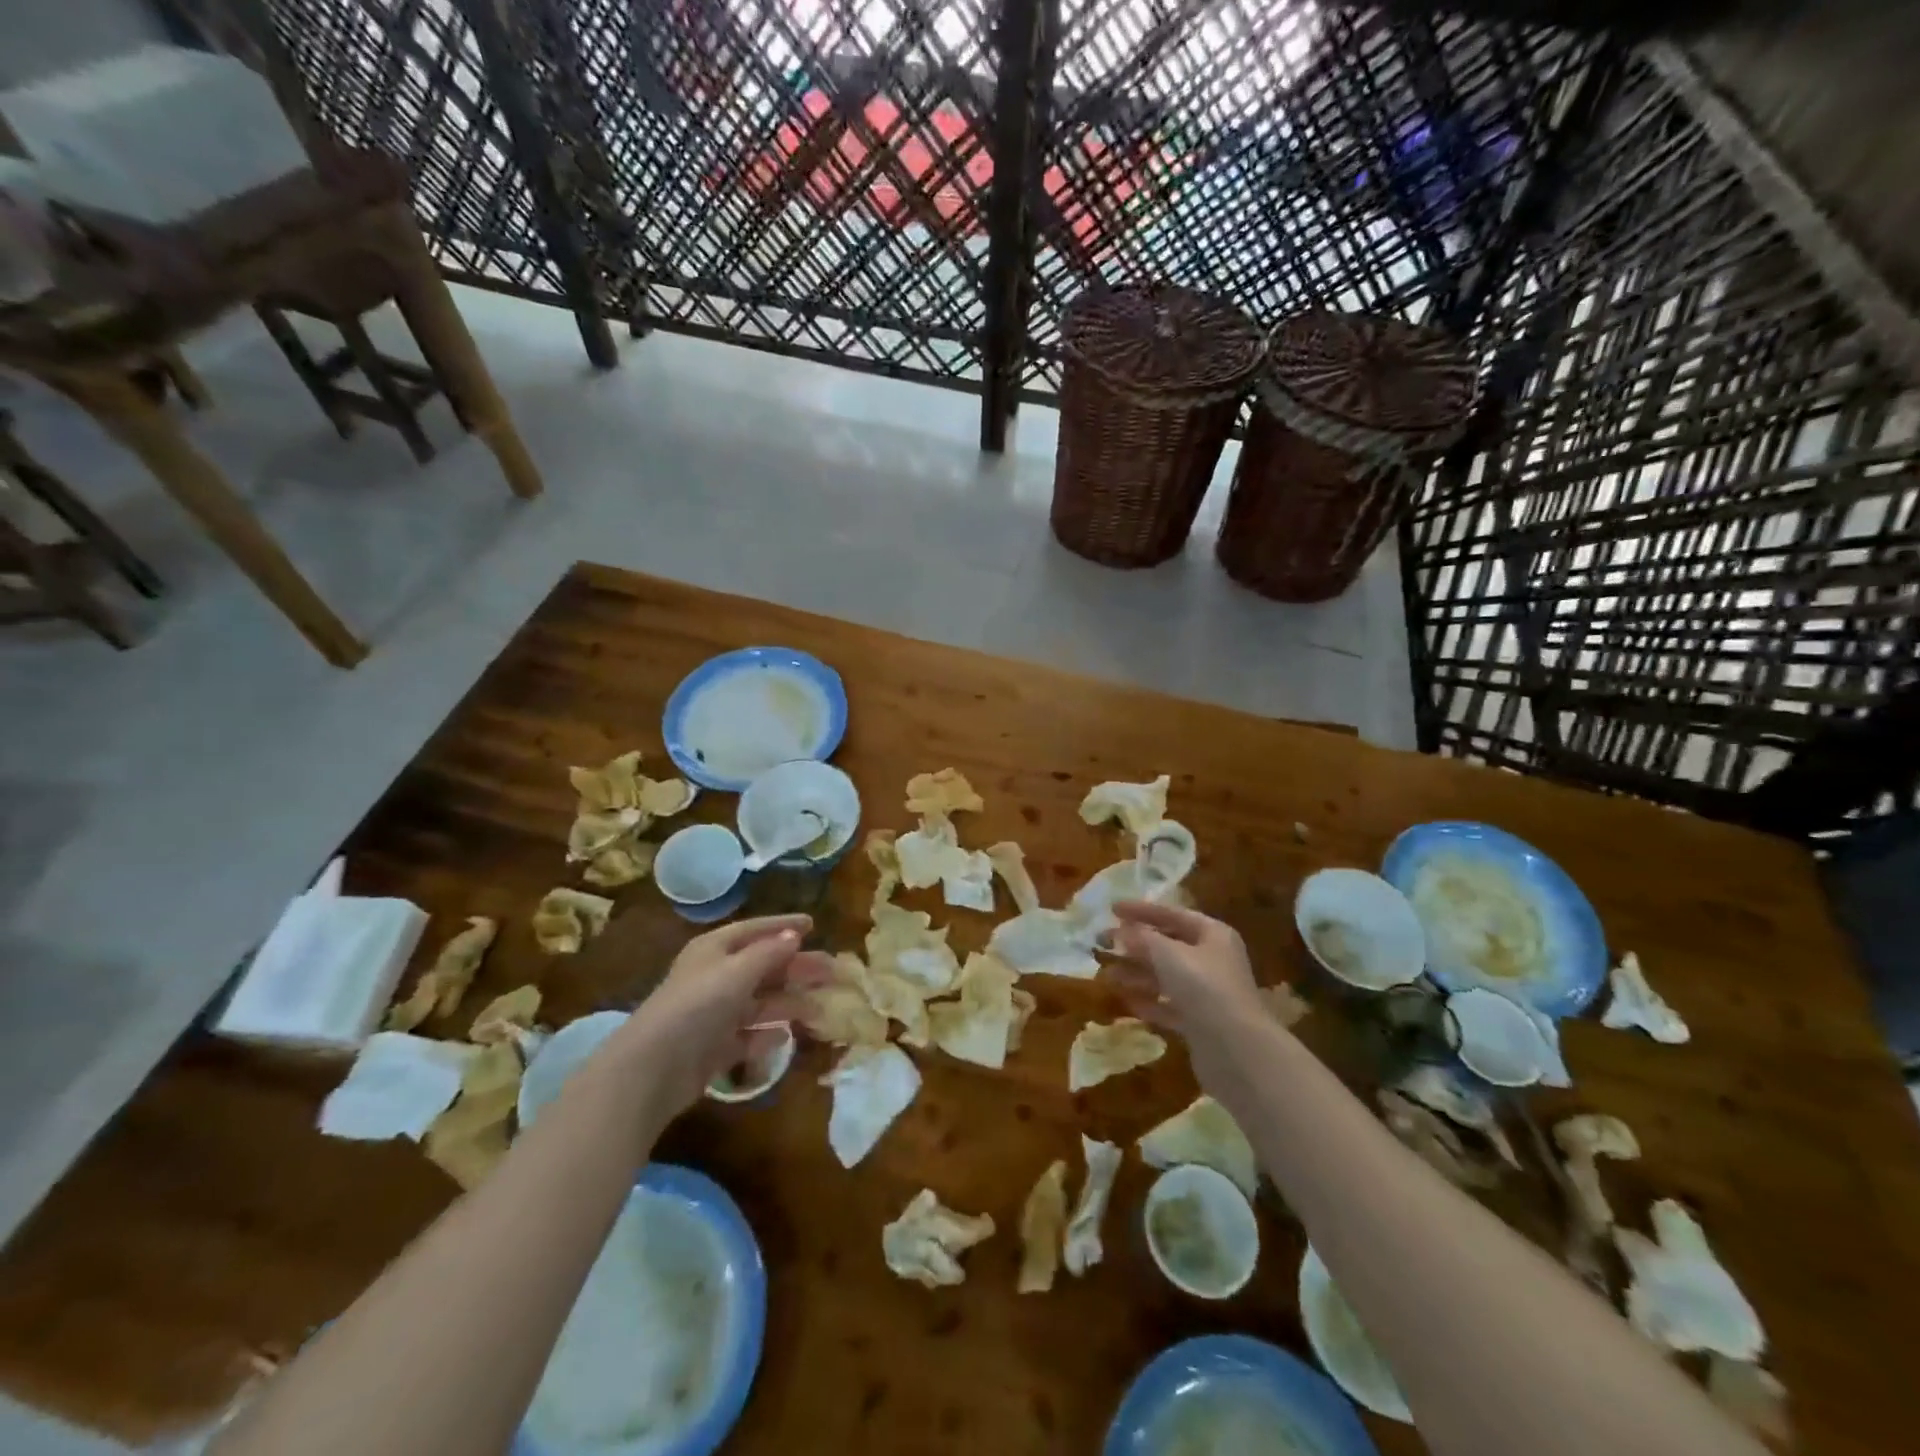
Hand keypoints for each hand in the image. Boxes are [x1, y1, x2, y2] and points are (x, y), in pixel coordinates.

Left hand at [609, 914, 830, 1116]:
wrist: (652, 1068)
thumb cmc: (697, 1006)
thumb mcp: (736, 972)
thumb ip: (769, 953)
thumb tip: (794, 935)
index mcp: (715, 950)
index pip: (755, 930)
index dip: (784, 926)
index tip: (813, 924)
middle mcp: (715, 977)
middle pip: (764, 967)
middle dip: (798, 968)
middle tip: (833, 971)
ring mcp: (715, 1014)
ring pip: (761, 1002)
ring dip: (790, 1003)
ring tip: (821, 1009)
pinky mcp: (715, 1047)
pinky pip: (749, 1035)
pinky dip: (767, 1034)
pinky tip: (785, 1036)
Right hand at [1107, 900, 1272, 1094]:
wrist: (1237, 1050)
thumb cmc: (1204, 988)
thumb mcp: (1169, 954)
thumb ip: (1143, 938)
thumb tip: (1122, 931)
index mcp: (1212, 935)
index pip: (1172, 914)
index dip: (1141, 910)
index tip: (1112, 908)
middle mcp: (1212, 960)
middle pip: (1168, 946)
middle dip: (1134, 945)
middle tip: (1102, 943)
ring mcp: (1208, 993)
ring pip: (1166, 977)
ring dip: (1136, 974)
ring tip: (1106, 975)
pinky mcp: (1201, 1023)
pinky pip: (1169, 1005)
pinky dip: (1149, 1002)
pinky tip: (1126, 1002)